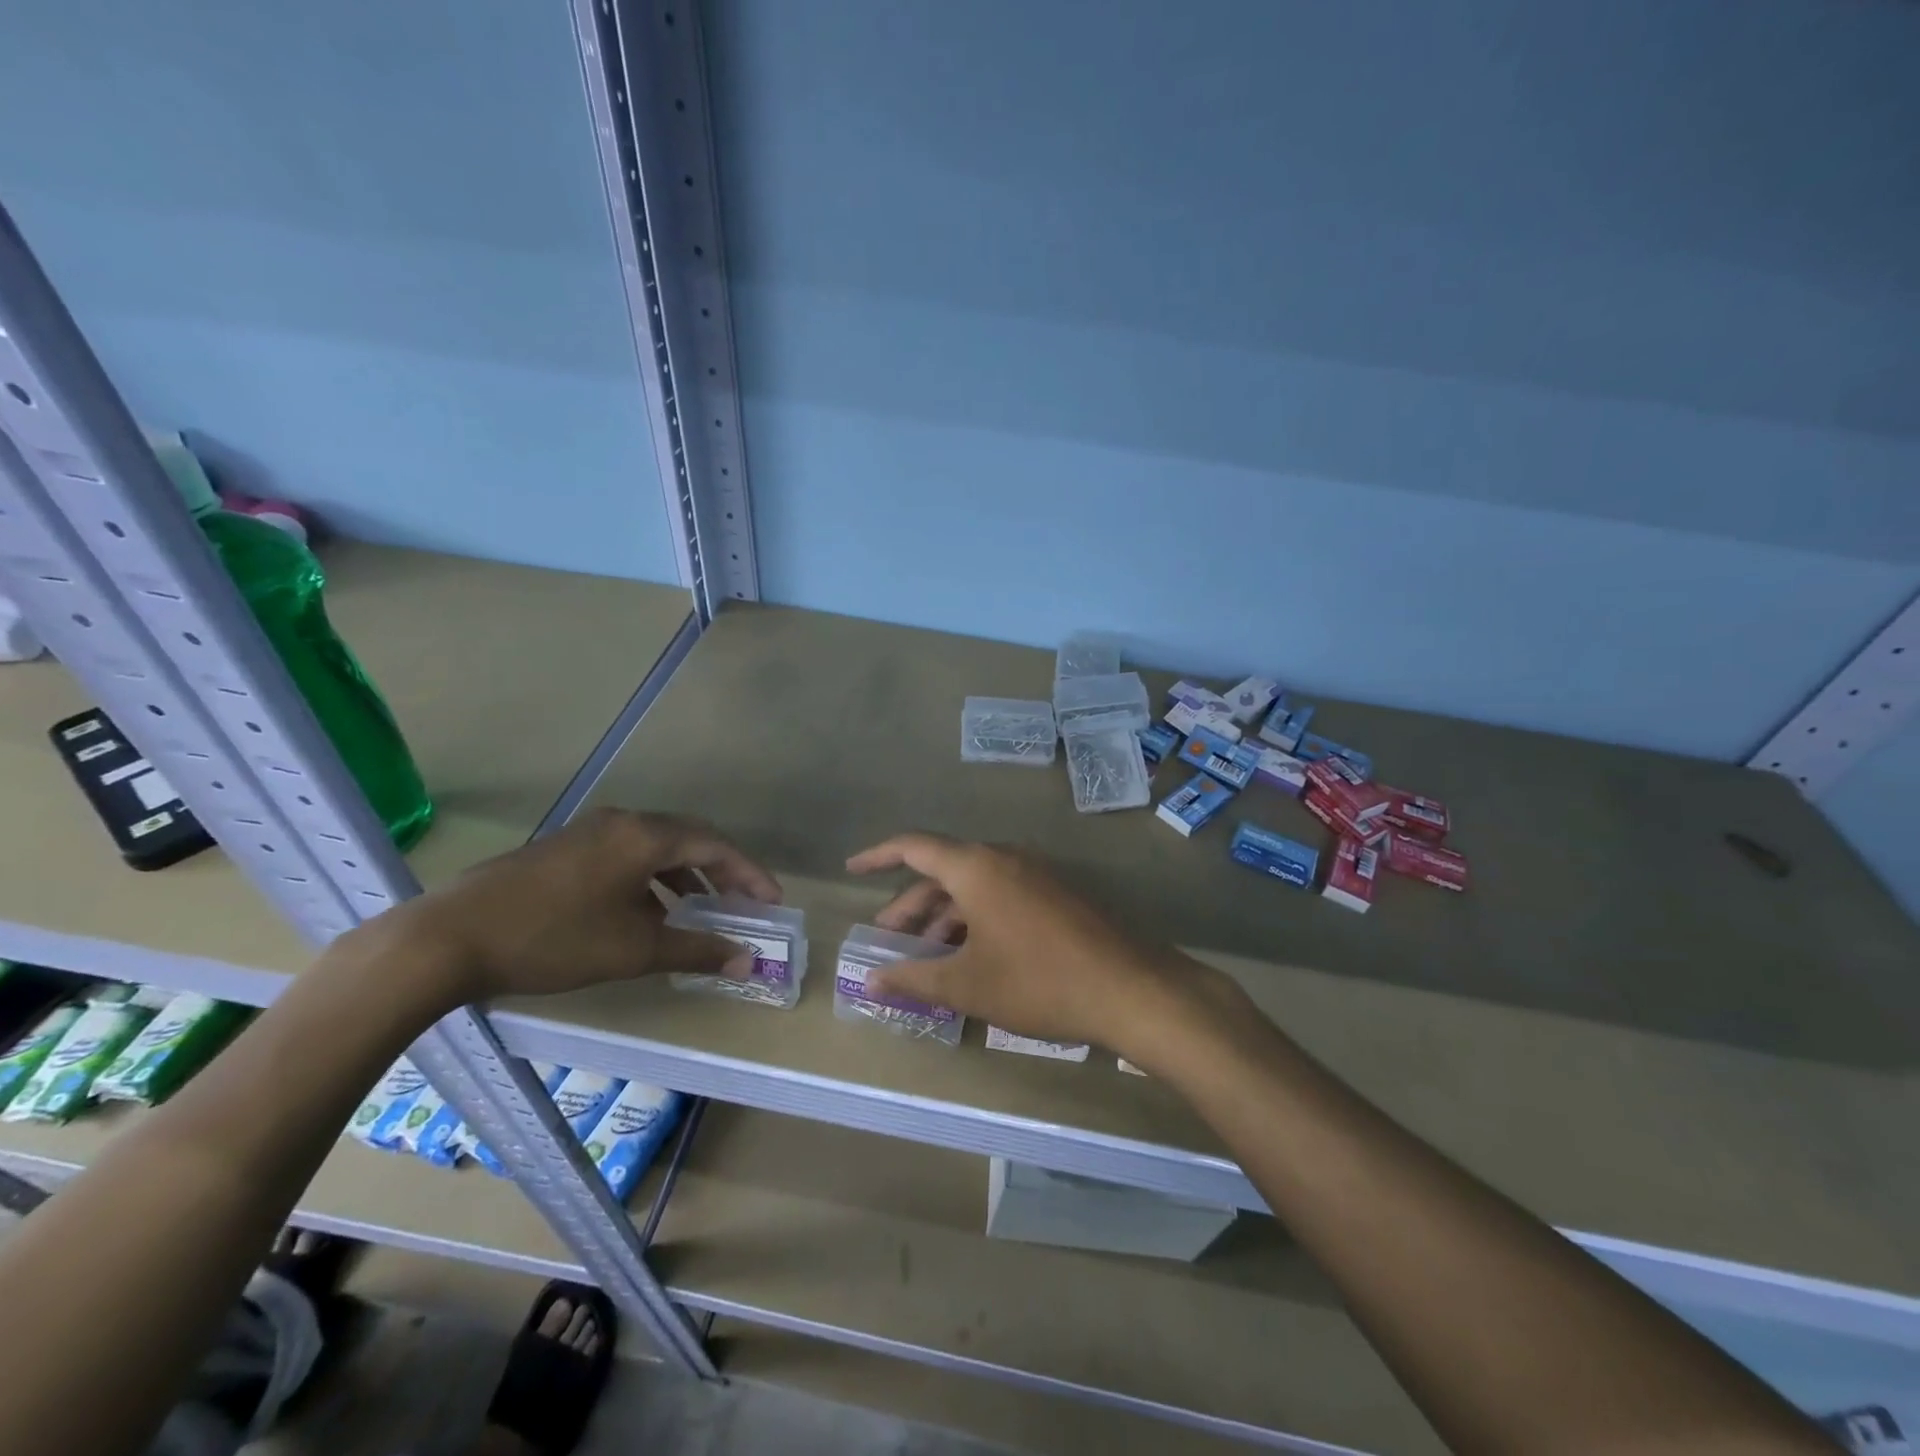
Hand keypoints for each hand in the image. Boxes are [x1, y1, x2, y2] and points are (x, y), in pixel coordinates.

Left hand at [370, 808, 781, 1003]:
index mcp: (645, 836)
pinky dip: (651, 879)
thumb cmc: (554, 939)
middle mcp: (622, 822)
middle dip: (722, 871)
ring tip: (700, 909)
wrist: (447, 939)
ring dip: (685, 875)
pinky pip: (626, 855)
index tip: (773, 902)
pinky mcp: (563, 849)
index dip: (750, 874)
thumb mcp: (634, 949)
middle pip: (689, 839)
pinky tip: (646, 912)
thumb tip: (747, 960)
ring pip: (655, 847)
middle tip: (744, 902)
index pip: (716, 846)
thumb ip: (696, 949)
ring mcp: (589, 832)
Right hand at [846, 832, 1226, 1055]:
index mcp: (976, 866)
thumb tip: (871, 981)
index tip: (852, 868)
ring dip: (944, 917)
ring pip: (973, 886)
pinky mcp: (1055, 893)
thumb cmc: (1038, 981)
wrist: (1129, 988)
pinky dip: (975, 918)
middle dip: (910, 905)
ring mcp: (1034, 873)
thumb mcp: (968, 984)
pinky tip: (971, 956)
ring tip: (927, 959)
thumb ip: (914, 978)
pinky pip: (1000, 895)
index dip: (878, 856)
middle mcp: (1003, 857)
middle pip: (943, 871)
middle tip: (887, 942)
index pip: (914, 847)